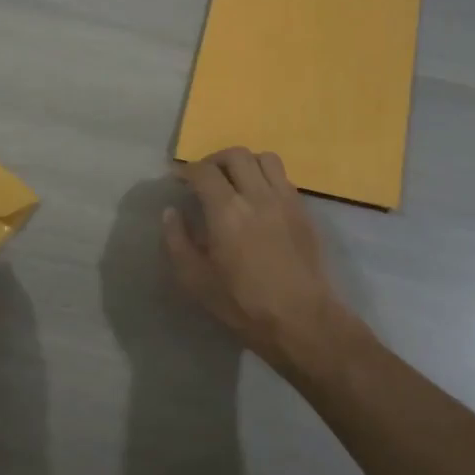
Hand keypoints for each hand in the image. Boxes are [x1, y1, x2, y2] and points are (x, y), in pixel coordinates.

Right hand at [163, 147, 349, 371]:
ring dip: (245, 163)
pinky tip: (259, 199)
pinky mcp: (303, 210)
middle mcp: (257, 195)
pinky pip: (284, 177)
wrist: (301, 319)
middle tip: (205, 178)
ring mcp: (285, 199)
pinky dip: (266, 177)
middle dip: (215, 160)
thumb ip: (177, 241)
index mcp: (226, 211)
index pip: (204, 171)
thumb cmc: (243, 304)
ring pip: (265, 158)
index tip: (178, 179)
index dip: (186, 170)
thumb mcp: (196, 280)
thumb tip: (171, 212)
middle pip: (236, 155)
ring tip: (235, 181)